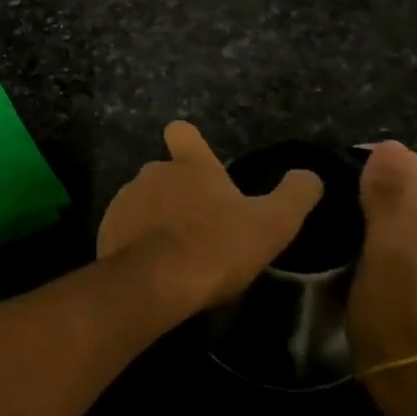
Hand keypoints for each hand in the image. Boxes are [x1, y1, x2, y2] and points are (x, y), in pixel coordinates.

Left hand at [98, 121, 323, 315]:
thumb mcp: (273, 224)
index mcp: (190, 166)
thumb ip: (295, 195)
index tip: (195, 158)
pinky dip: (137, 243)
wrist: (155, 282)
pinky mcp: (106, 230)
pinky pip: (125, 230)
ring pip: (144, 202)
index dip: (189, 142)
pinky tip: (155, 269)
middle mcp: (153, 173)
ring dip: (157, 219)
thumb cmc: (217, 246)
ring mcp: (124, 200)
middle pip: (165, 173)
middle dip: (179, 193)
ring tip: (178, 253)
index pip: (183, 133)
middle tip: (202, 227)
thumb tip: (310, 175)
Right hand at [345, 141, 416, 372]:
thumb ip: (387, 198)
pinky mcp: (404, 278)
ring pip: (399, 211)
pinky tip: (343, 235)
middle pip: (411, 188)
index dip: (385, 156)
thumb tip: (389, 146)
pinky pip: (390, 234)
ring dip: (372, 199)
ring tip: (330, 203)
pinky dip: (370, 224)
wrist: (403, 369)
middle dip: (376, 174)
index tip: (343, 160)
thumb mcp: (383, 246)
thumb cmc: (389, 304)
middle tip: (331, 181)